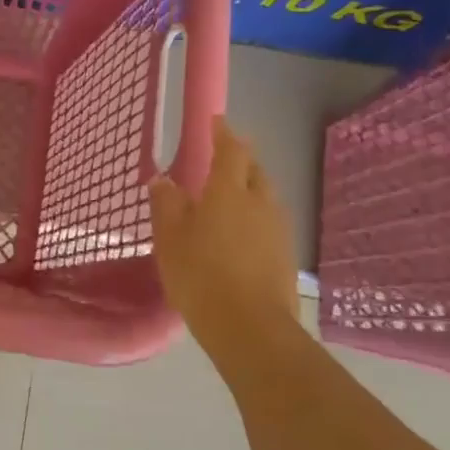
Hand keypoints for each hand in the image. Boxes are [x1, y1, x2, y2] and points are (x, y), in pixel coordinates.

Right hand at [150, 118, 298, 331]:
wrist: (250, 328)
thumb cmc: (201, 275)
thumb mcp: (170, 238)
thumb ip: (166, 204)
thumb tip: (163, 180)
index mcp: (229, 191)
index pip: (231, 150)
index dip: (223, 133)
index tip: (215, 122)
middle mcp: (260, 202)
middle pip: (254, 170)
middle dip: (239, 160)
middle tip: (220, 161)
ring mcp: (278, 229)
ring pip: (264, 197)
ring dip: (249, 190)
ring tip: (228, 199)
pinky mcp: (286, 255)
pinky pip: (269, 223)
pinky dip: (255, 218)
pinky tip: (240, 235)